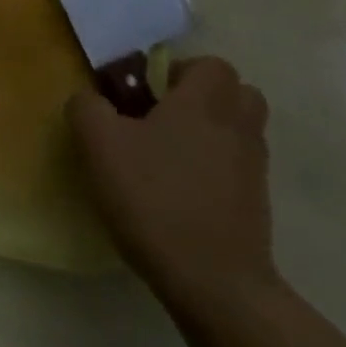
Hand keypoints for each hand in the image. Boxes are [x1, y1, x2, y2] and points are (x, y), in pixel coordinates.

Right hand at [68, 56, 276, 312]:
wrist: (214, 283)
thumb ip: (87, 107)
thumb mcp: (99, 144)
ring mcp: (254, 167)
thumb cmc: (155, 198)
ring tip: (170, 156)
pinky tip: (182, 193)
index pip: (210, 63)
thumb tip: (90, 98)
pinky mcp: (258, 205)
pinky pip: (239, 168)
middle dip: (203, 99)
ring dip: (212, 133)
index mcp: (205, 100)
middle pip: (235, 93)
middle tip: (163, 120)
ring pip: (239, 131)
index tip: (148, 95)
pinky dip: (217, 170)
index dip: (179, 71)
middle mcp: (238, 125)